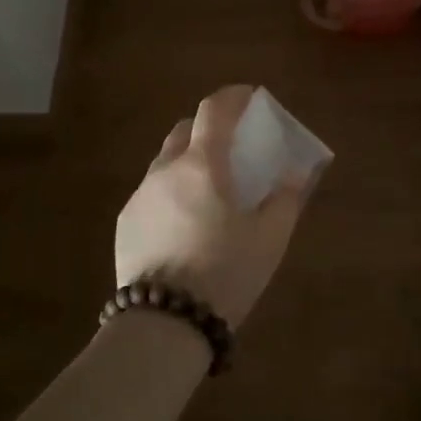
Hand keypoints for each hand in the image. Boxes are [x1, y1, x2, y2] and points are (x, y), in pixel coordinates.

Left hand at [115, 85, 312, 326]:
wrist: (164, 324)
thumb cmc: (225, 273)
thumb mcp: (269, 238)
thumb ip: (285, 199)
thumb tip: (295, 174)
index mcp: (203, 165)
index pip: (214, 110)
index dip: (232, 97)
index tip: (249, 97)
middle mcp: (165, 170)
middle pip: (184, 131)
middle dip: (209, 128)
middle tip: (231, 146)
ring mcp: (140, 197)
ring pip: (165, 163)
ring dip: (188, 163)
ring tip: (209, 191)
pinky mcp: (125, 224)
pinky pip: (152, 194)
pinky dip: (172, 192)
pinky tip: (185, 224)